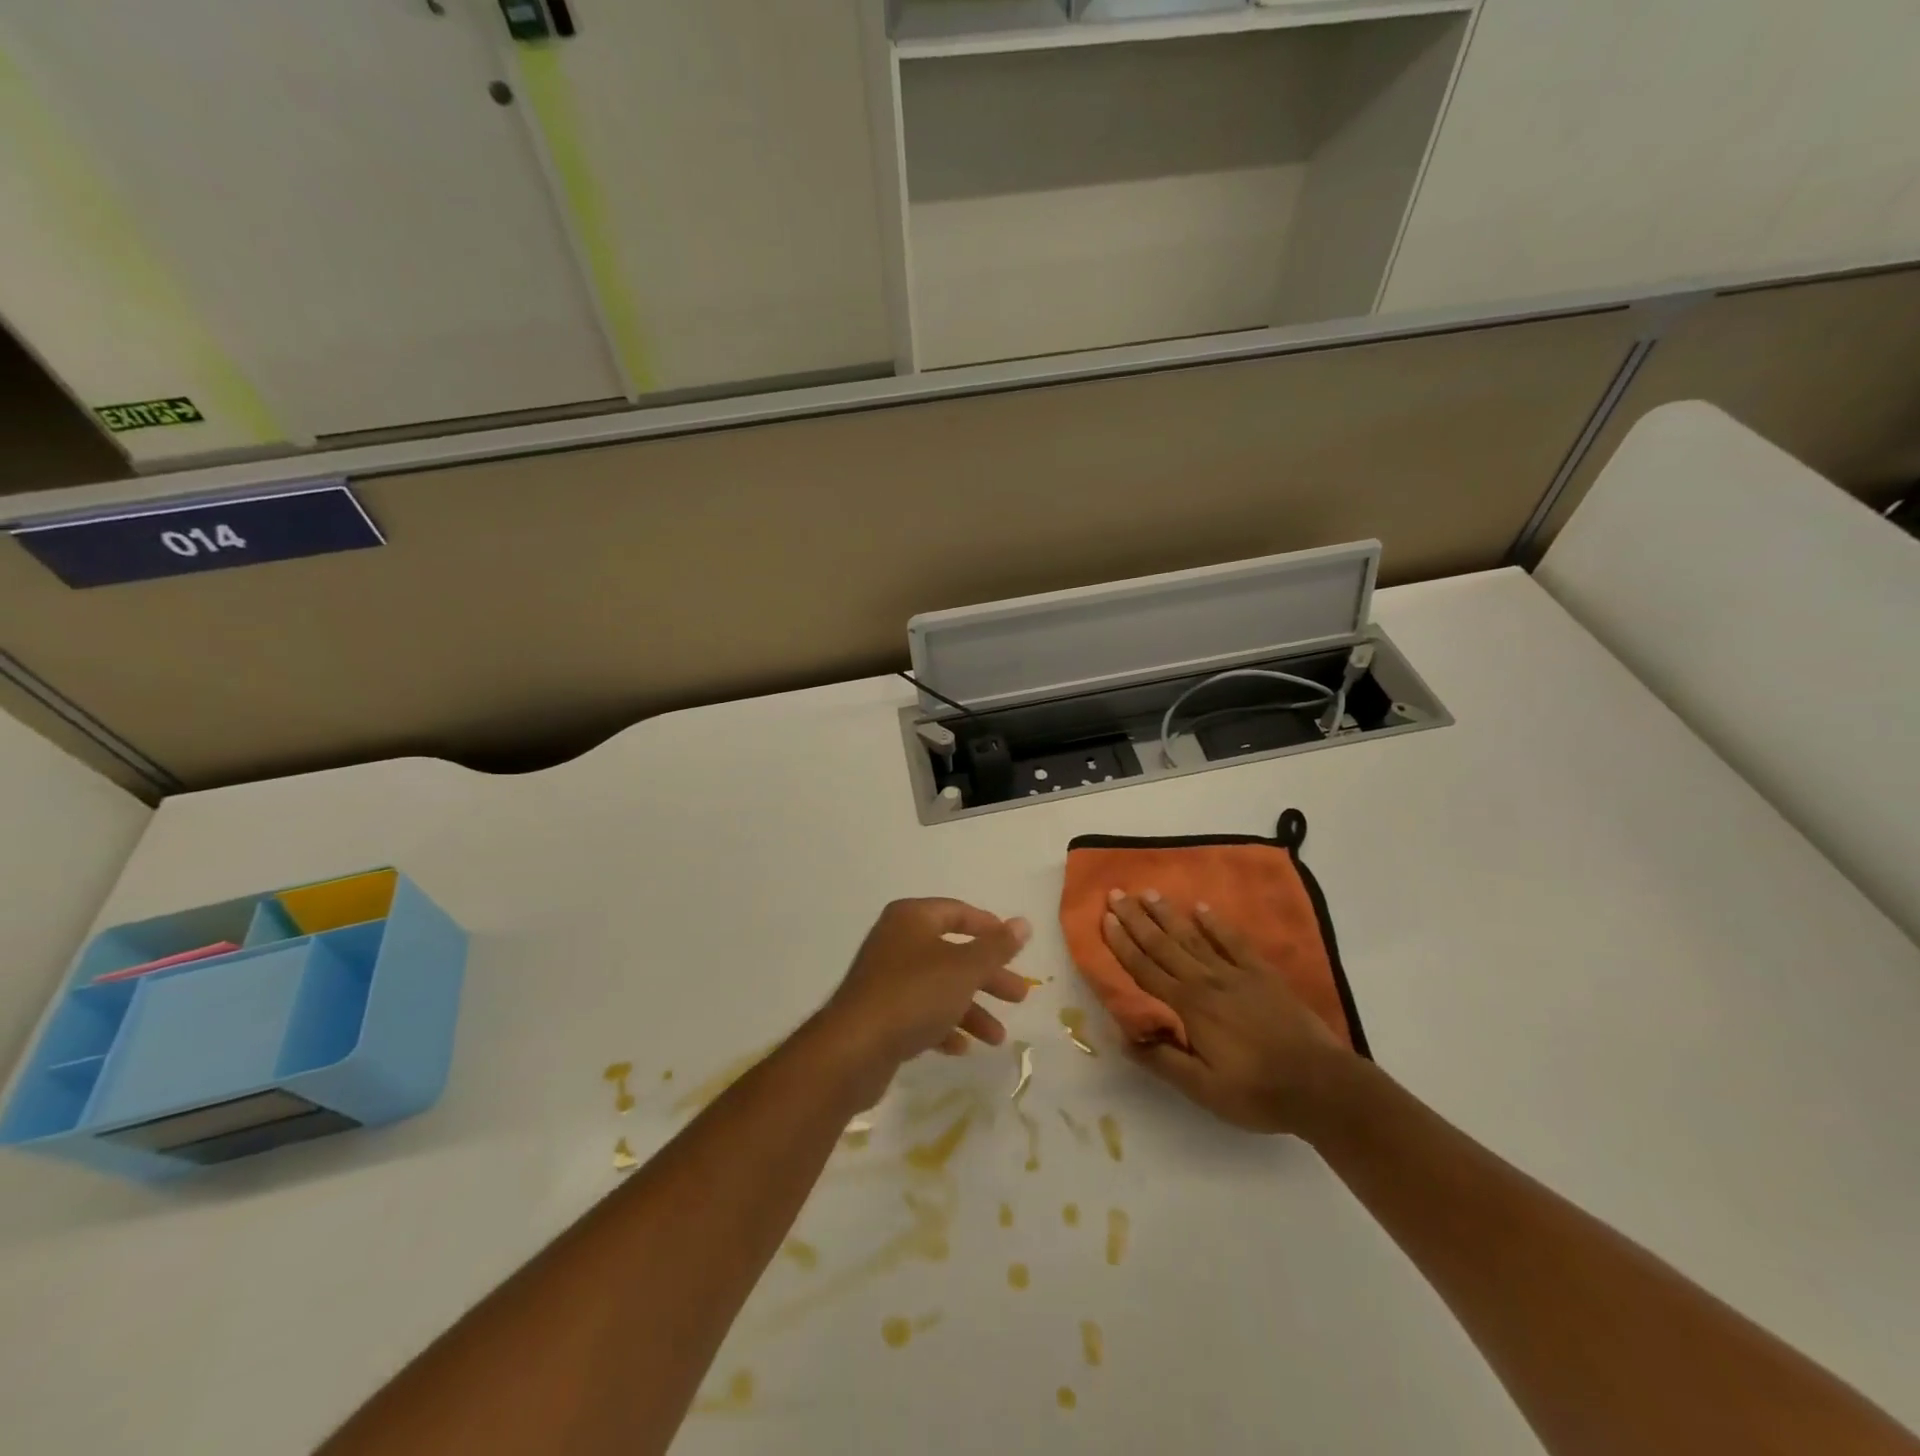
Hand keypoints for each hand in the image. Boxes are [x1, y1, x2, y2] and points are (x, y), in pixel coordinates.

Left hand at [821, 899, 1032, 1071]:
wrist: (854, 1049)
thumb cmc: (914, 994)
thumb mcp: (964, 968)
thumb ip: (996, 947)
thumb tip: (1023, 923)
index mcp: (912, 919)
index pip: (957, 912)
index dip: (988, 928)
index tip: (1015, 948)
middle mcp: (896, 941)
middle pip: (952, 953)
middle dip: (988, 976)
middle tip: (1019, 997)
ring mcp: (885, 979)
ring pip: (939, 987)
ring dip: (970, 1009)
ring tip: (997, 1038)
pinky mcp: (880, 1014)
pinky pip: (920, 1013)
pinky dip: (943, 1027)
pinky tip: (961, 1048)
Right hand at [1102, 890, 1357, 1134]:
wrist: (1321, 1086)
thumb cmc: (1256, 1091)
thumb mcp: (1203, 1089)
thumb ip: (1162, 1060)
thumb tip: (1123, 1035)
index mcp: (1189, 1008)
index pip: (1146, 970)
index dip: (1123, 944)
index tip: (1106, 919)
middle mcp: (1207, 981)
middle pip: (1164, 945)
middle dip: (1138, 920)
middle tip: (1118, 894)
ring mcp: (1236, 974)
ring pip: (1194, 937)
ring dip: (1169, 915)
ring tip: (1150, 894)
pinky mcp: (1263, 974)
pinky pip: (1234, 941)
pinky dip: (1216, 923)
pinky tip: (1202, 908)